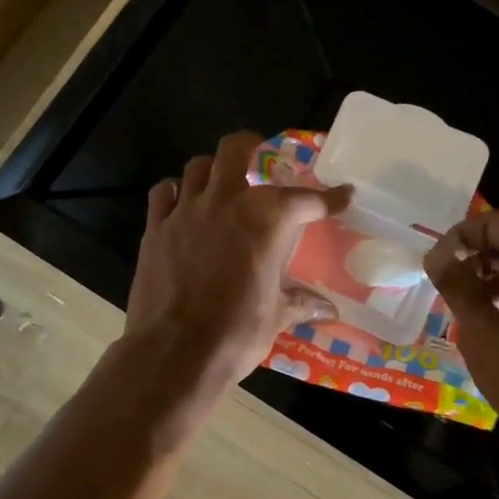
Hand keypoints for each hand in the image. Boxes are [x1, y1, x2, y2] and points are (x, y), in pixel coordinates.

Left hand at [125, 131, 351, 388]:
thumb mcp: (277, 317)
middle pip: (237, 149)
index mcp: (266, 219)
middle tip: (262, 155)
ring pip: (198, 166)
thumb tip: (329, 310)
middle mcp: (226, 202)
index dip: (329, 197)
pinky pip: (163, 193)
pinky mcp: (155, 228)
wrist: (175, 353)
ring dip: (213, 169)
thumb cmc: (236, 333)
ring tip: (222, 183)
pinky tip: (182, 205)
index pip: (306, 199)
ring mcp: (186, 211)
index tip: (343, 195)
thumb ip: (301, 303)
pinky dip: (175, 192)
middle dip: (252, 145)